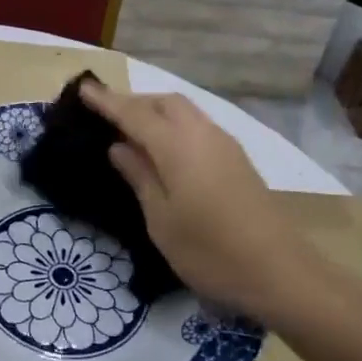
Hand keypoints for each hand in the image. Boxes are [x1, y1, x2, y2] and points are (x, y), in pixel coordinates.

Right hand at [79, 83, 306, 321]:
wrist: (278, 271)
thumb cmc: (209, 251)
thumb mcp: (161, 220)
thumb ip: (140, 177)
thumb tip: (119, 146)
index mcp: (177, 146)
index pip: (134, 114)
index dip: (107, 101)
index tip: (83, 88)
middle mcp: (203, 134)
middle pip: (165, 102)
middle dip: (134, 102)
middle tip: (107, 116)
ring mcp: (225, 145)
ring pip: (185, 112)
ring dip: (157, 112)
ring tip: (133, 132)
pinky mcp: (238, 160)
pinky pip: (199, 126)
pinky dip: (176, 126)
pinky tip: (167, 149)